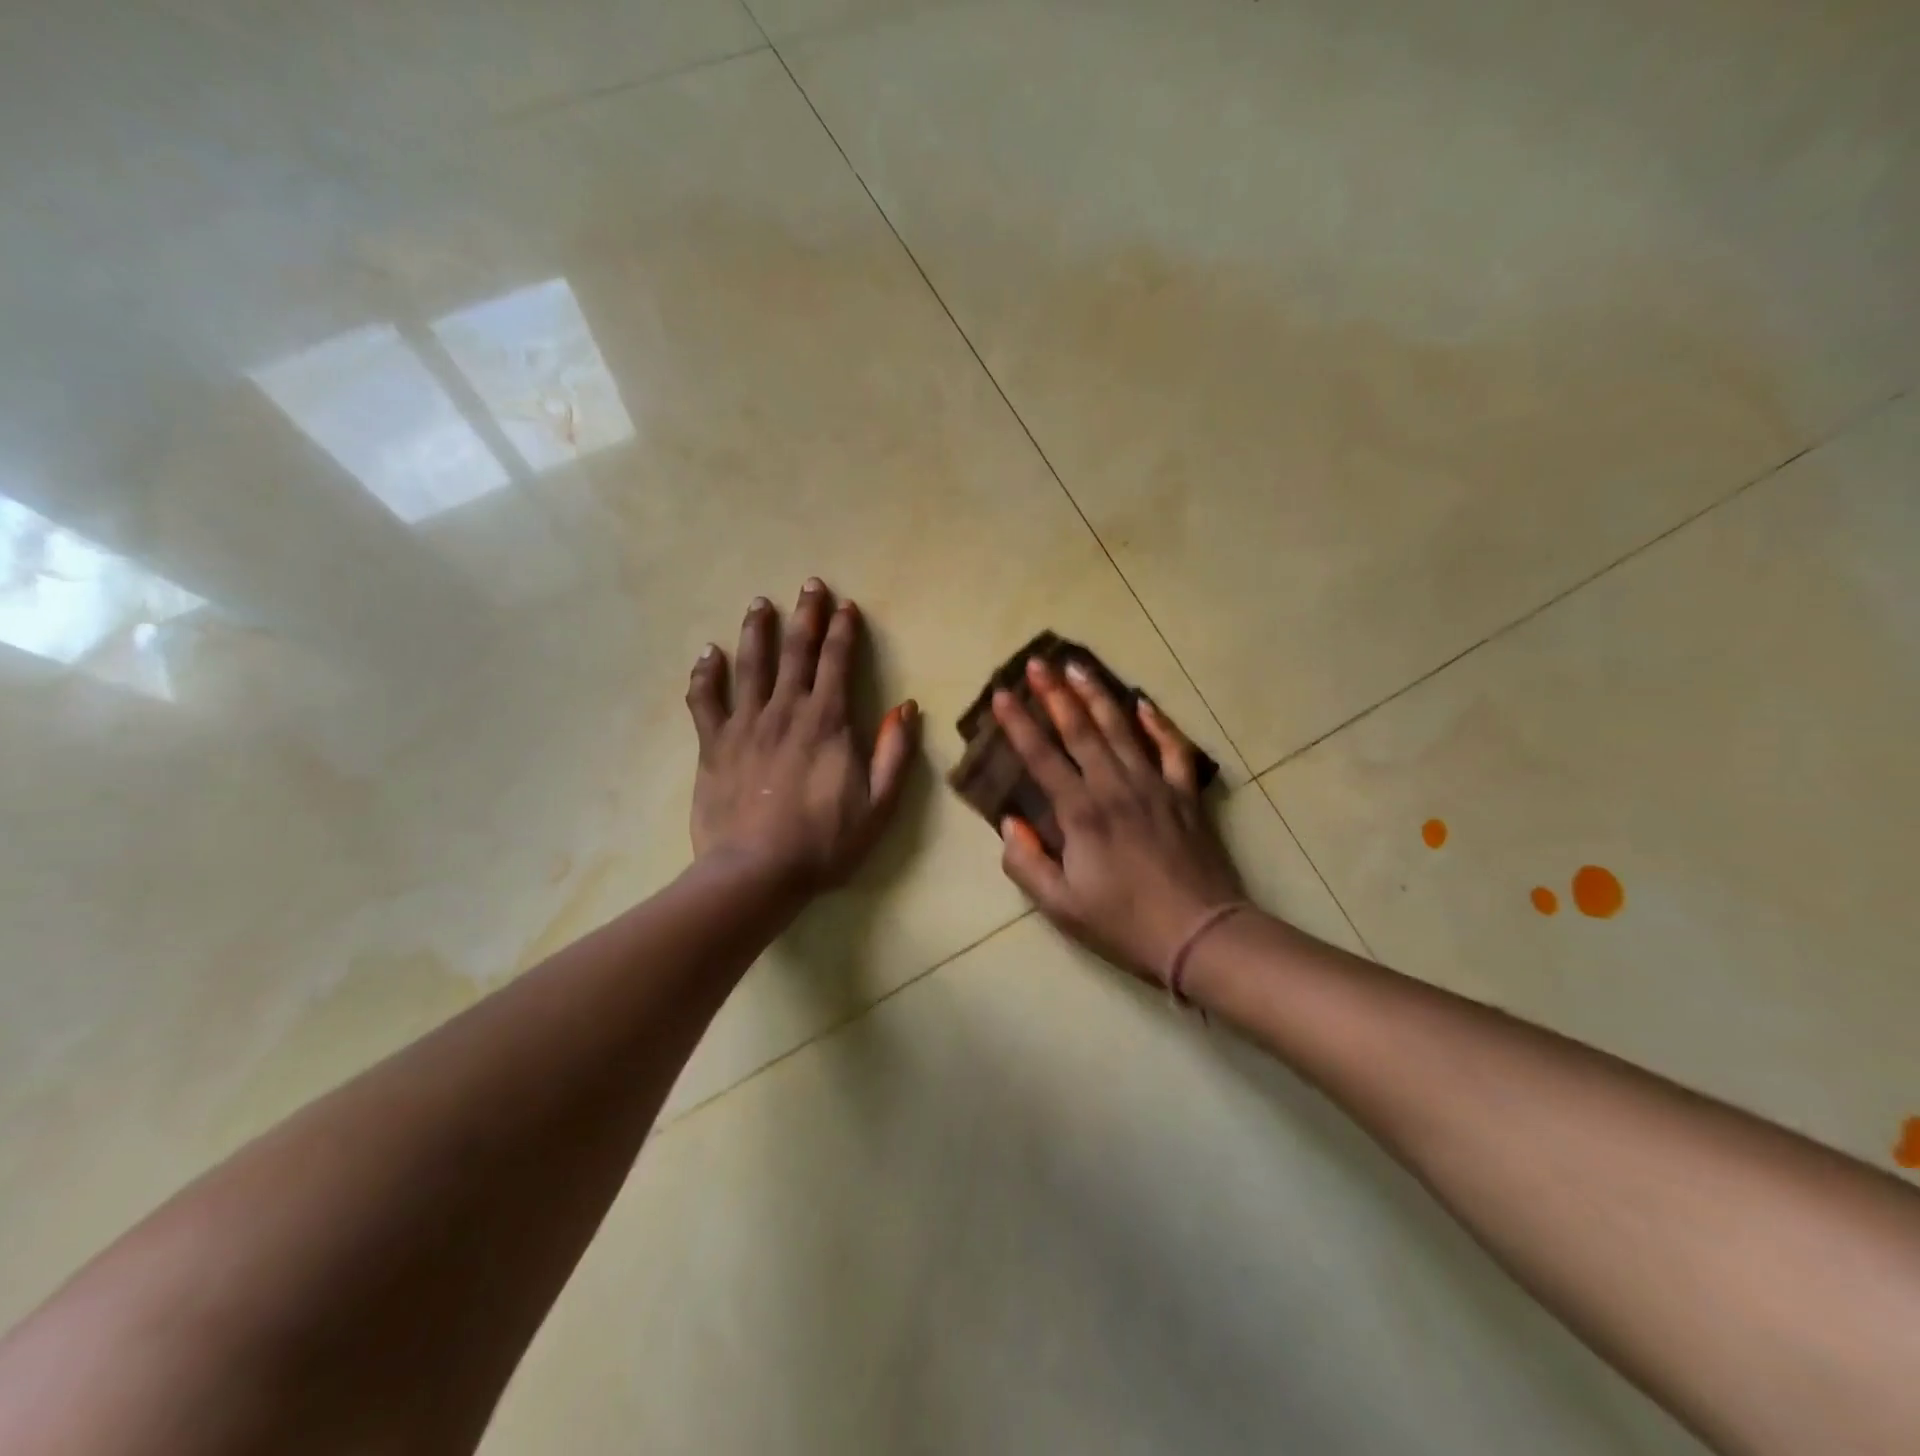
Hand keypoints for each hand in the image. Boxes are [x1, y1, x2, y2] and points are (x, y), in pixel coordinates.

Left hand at [687, 580, 918, 895]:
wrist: (756, 872)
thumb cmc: (824, 843)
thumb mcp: (879, 805)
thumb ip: (894, 753)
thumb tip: (905, 707)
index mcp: (828, 722)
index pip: (837, 662)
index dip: (843, 631)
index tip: (847, 606)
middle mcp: (785, 711)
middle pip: (796, 651)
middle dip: (806, 615)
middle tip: (809, 584)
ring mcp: (745, 725)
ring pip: (750, 664)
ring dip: (757, 630)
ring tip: (759, 603)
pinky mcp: (713, 744)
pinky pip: (705, 700)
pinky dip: (706, 674)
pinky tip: (708, 654)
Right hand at [993, 659, 1245, 986]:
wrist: (1200, 935)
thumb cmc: (1124, 923)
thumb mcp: (1060, 907)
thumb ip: (1026, 862)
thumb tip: (1010, 823)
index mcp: (1081, 814)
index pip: (1042, 757)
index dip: (1018, 724)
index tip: (1001, 694)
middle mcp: (1115, 788)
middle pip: (1081, 730)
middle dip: (1055, 694)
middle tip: (1038, 662)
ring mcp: (1154, 786)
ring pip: (1122, 729)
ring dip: (1097, 695)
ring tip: (1078, 666)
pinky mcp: (1184, 795)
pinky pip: (1172, 749)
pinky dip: (1159, 724)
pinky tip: (1144, 703)